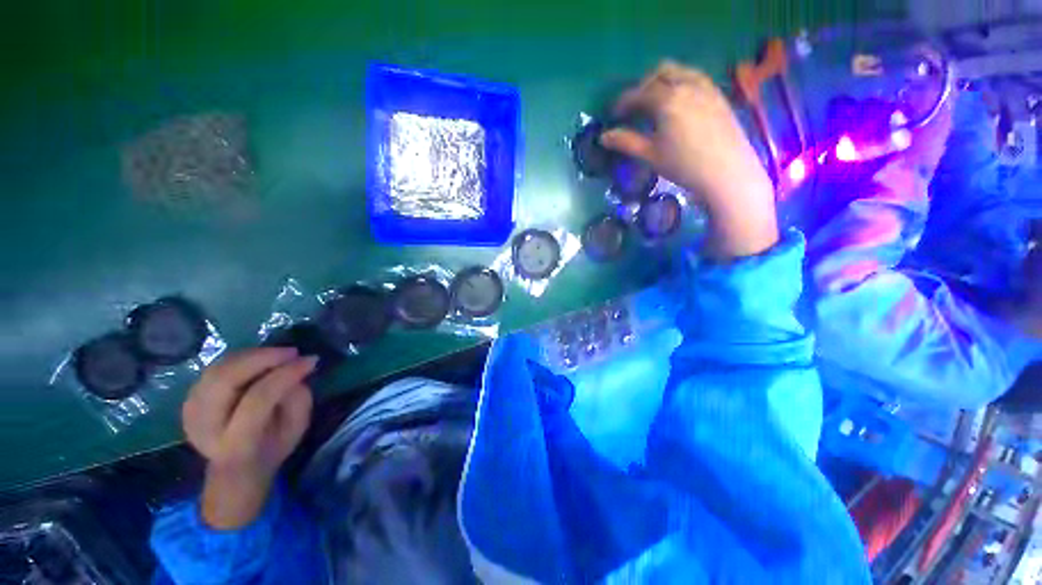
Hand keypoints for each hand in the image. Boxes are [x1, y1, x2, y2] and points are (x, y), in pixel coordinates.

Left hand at [182, 347, 316, 528]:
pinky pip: (213, 370)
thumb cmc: (273, 447)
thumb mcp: (296, 429)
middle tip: (291, 352)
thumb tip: (295, 369)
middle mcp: (206, 427)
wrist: (235, 468)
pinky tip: (259, 359)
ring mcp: (191, 413)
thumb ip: (297, 399)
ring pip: (217, 370)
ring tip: (278, 354)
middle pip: (226, 380)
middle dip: (262, 358)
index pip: (257, 399)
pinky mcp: (188, 402)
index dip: (285, 374)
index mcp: (237, 443)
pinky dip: (239, 359)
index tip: (310, 360)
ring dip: (251, 355)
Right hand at [600, 61, 777, 259]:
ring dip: (663, 81)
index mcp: (667, 99)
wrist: (726, 172)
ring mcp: (706, 87)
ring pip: (680, 71)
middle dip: (643, 85)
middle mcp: (687, 84)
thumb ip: (625, 142)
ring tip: (656, 102)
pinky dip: (681, 83)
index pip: (638, 93)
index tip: (613, 114)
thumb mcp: (650, 155)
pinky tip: (679, 103)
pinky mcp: (719, 95)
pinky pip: (696, 78)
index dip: (623, 102)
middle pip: (660, 72)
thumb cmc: (683, 165)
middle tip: (634, 106)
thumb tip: (603, 137)